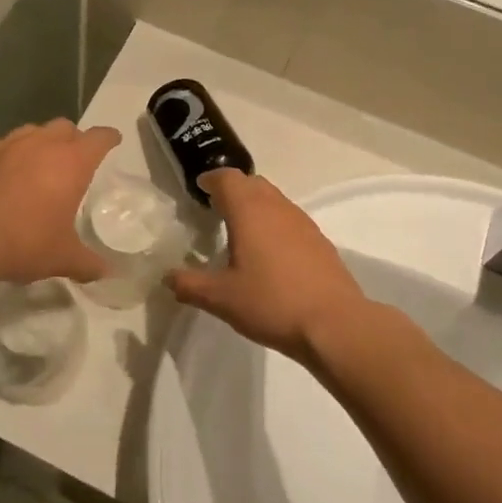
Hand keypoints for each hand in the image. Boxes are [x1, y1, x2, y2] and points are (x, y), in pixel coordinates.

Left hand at [0, 120, 122, 284]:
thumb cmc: (22, 242)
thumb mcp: (61, 258)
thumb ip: (87, 263)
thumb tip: (106, 272)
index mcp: (71, 162)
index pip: (99, 138)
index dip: (109, 138)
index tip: (113, 141)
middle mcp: (40, 144)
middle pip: (64, 127)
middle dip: (72, 139)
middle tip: (73, 159)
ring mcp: (5, 144)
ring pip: (30, 131)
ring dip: (38, 142)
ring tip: (36, 164)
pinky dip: (3, 154)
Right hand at [166, 170, 368, 365]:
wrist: (334, 324)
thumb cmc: (271, 303)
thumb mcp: (220, 298)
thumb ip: (189, 284)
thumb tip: (166, 277)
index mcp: (249, 211)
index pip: (227, 179)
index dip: (211, 179)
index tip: (200, 188)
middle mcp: (277, 208)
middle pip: (252, 183)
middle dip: (233, 189)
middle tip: (216, 206)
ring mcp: (302, 223)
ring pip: (274, 199)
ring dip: (256, 204)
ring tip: (241, 228)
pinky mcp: (320, 241)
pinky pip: (290, 219)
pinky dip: (274, 223)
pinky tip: (270, 252)